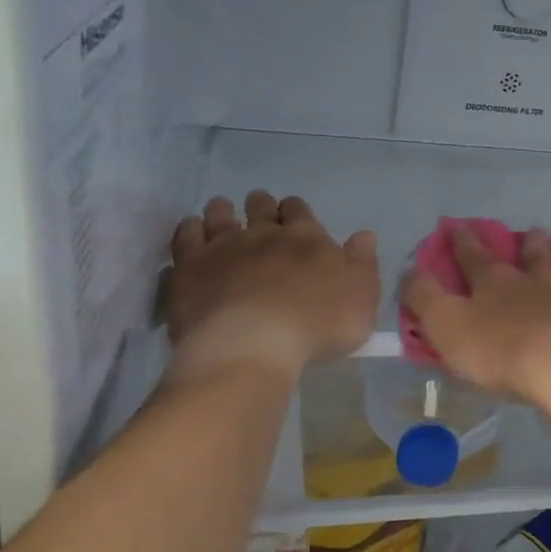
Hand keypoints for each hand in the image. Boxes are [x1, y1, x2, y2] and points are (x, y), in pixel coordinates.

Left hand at [164, 190, 378, 384]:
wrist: (252, 346)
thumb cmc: (317, 326)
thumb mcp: (362, 298)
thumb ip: (363, 264)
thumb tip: (363, 235)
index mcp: (307, 238)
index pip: (300, 211)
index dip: (296, 210)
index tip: (292, 213)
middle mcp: (265, 234)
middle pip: (261, 208)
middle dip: (261, 205)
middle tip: (258, 206)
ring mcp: (224, 247)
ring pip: (221, 215)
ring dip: (223, 210)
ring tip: (222, 209)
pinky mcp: (190, 266)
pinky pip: (187, 235)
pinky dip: (190, 228)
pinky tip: (191, 229)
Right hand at [400, 226, 550, 412]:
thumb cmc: (504, 355)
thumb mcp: (447, 328)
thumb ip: (424, 300)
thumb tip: (409, 272)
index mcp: (499, 287)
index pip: (475, 258)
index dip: (463, 242)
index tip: (458, 225)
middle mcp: (543, 285)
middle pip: (538, 259)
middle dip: (534, 245)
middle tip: (538, 232)